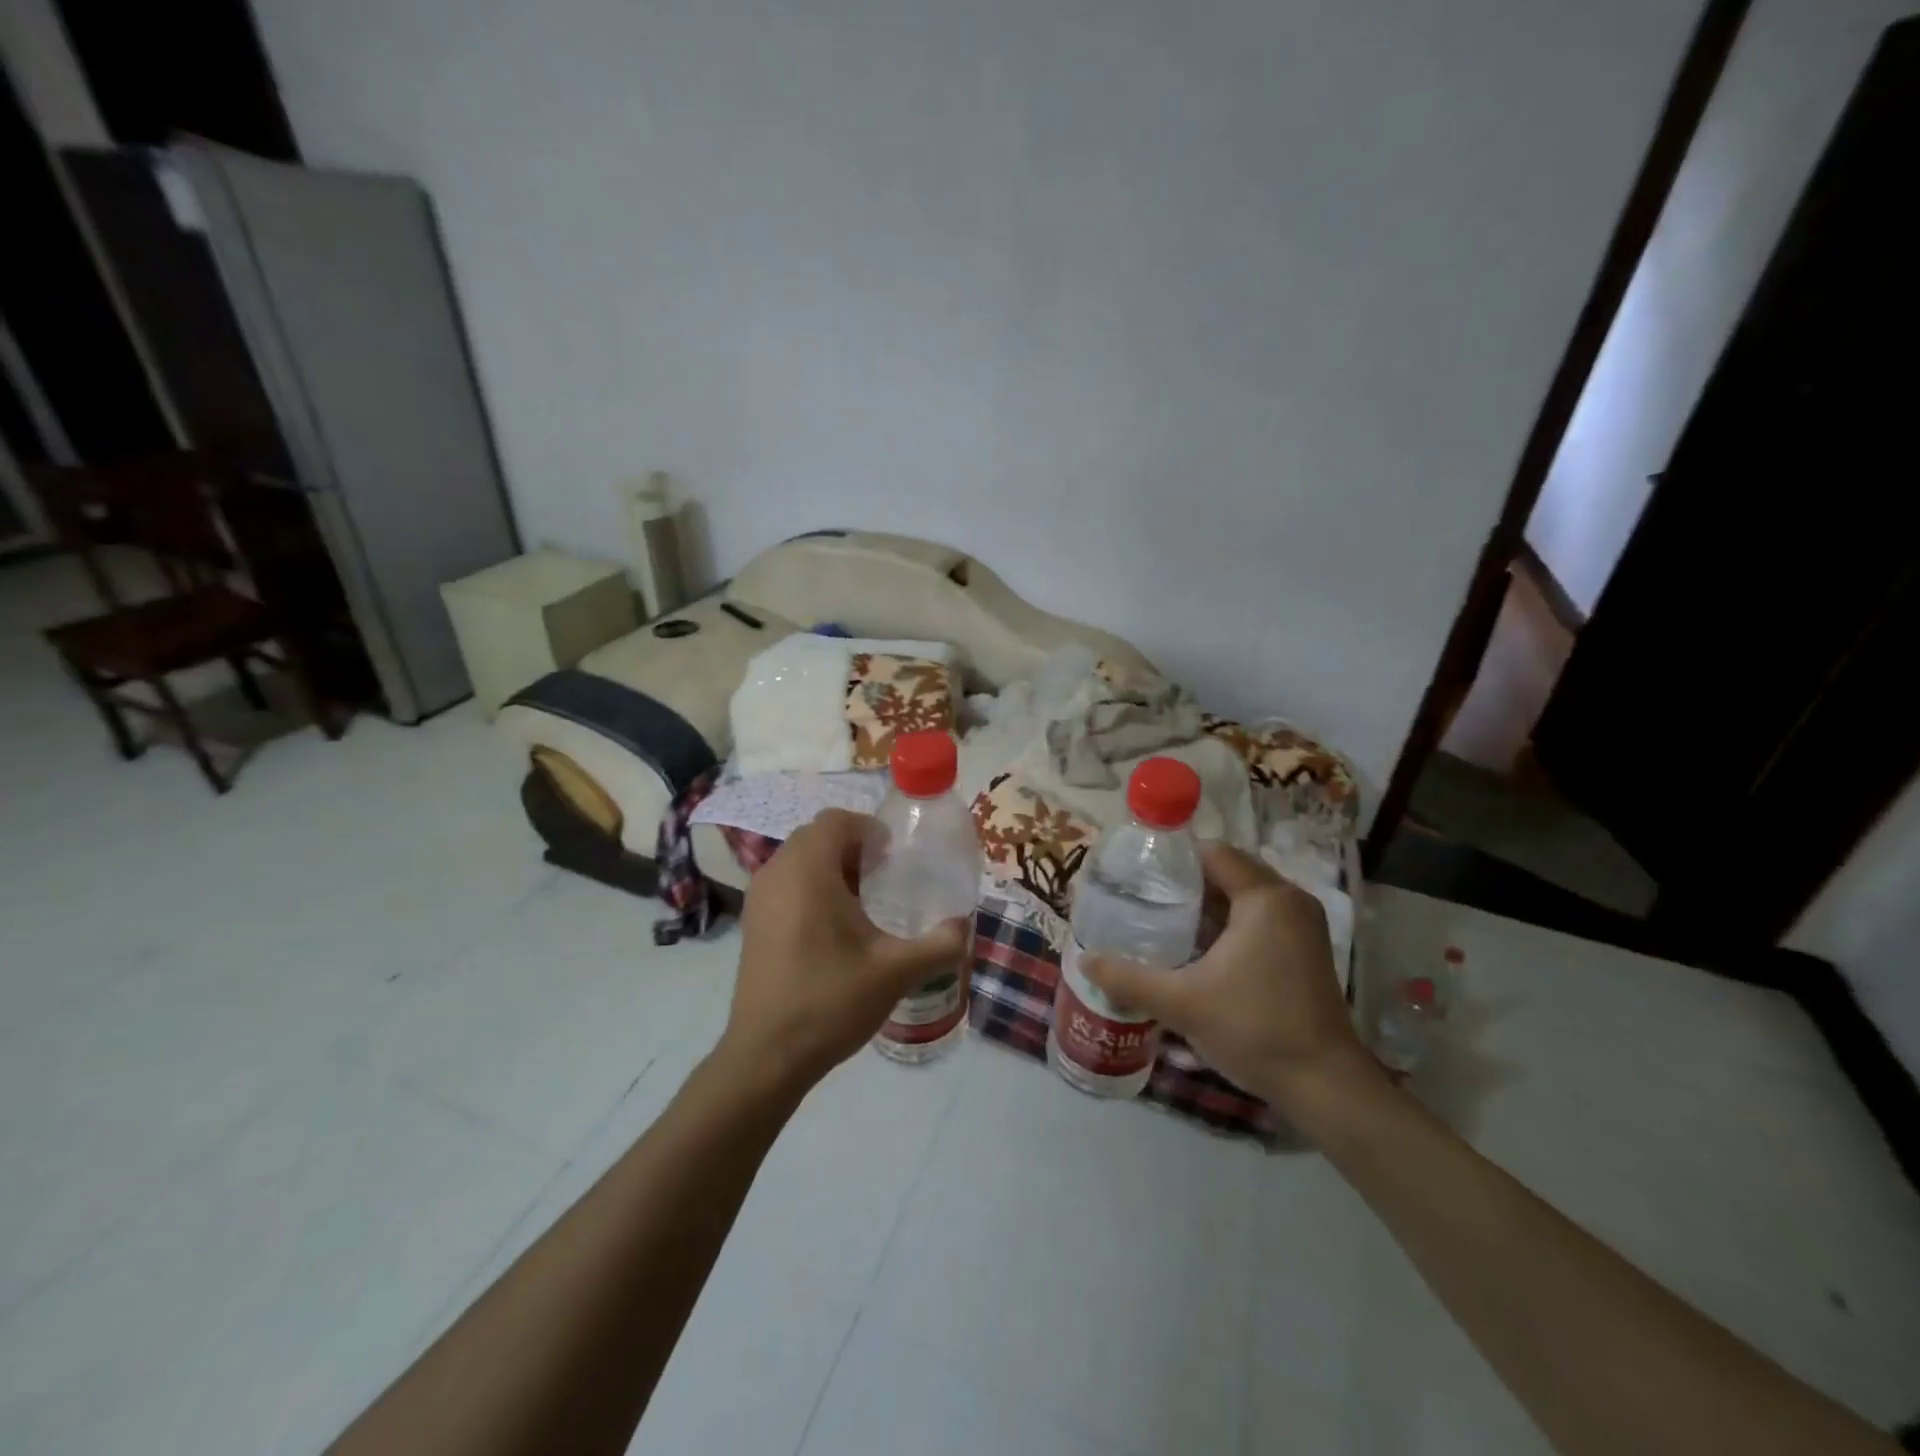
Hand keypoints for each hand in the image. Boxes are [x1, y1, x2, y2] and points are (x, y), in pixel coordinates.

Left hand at [719, 808, 970, 1099]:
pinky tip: (836, 927)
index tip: (896, 856)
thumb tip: (963, 926)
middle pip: (817, 836)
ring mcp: (758, 898)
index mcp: (807, 870)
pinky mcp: (753, 923)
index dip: (870, 829)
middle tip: (887, 876)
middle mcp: (776, 873)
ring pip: (800, 860)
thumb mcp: (896, 972)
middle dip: (854, 847)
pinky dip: (812, 887)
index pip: (836, 820)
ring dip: (833, 867)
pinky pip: (786, 883)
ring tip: (866, 901)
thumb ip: (939, 943)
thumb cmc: (830, 1001)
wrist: (767, 1056)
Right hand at [1082, 843, 1377, 1117]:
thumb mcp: (1182, 1003)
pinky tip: (1196, 946)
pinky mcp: (1305, 949)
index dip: (1174, 859)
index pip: (1213, 853)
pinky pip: (1258, 917)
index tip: (1138, 873)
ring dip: (1207, 904)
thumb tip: (1084, 961)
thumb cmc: (1254, 1029)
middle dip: (1186, 882)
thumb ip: (1129, 979)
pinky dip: (1228, 923)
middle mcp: (1289, 900)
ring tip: (1161, 917)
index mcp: (1266, 898)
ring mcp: (1302, 925)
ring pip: (1243, 896)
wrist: (1325, 1086)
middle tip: (1142, 896)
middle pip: (1228, 871)